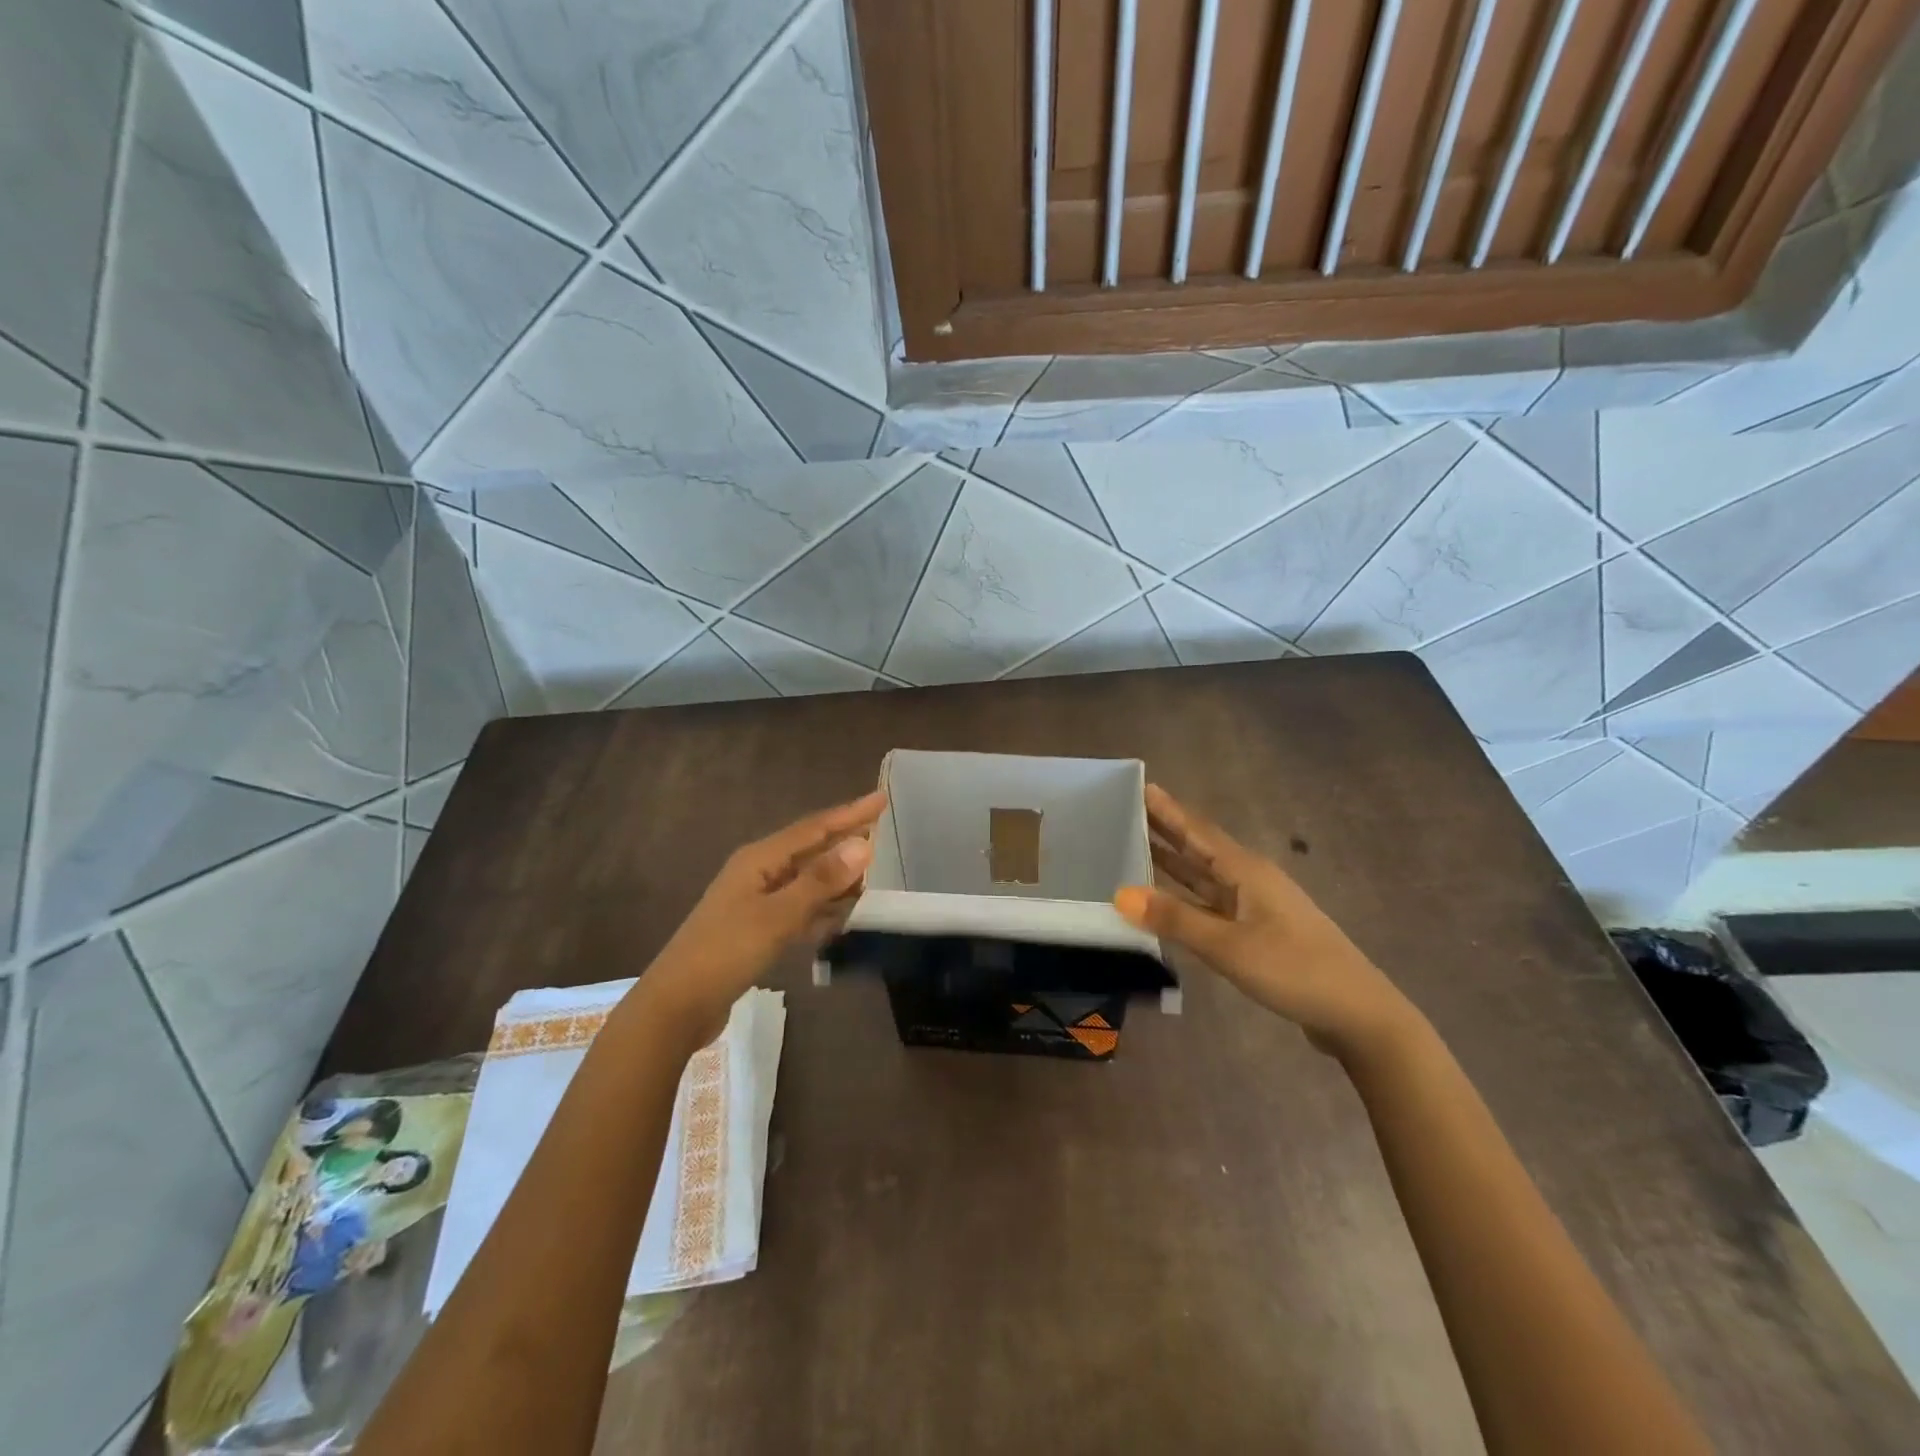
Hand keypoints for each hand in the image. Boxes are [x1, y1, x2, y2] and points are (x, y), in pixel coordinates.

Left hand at [634, 790, 885, 1044]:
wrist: (677, 1005)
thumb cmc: (726, 952)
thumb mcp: (778, 916)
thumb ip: (820, 881)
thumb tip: (863, 845)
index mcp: (760, 859)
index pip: (814, 828)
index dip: (850, 813)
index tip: (882, 798)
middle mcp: (758, 872)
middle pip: (811, 850)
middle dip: (845, 841)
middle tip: (884, 834)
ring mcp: (756, 901)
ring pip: (807, 880)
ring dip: (837, 877)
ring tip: (872, 875)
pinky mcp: (758, 929)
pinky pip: (800, 908)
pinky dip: (823, 908)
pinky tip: (843, 916)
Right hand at [1114, 785, 1417, 1056]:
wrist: (1357, 1014)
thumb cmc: (1293, 970)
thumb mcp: (1229, 945)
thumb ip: (1175, 919)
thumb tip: (1120, 893)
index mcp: (1246, 871)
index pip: (1197, 831)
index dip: (1167, 810)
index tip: (1139, 786)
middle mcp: (1249, 881)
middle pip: (1200, 848)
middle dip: (1165, 830)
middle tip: (1125, 812)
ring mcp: (1255, 907)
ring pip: (1204, 876)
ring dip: (1173, 862)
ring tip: (1135, 846)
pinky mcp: (1257, 932)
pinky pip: (1210, 903)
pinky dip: (1184, 897)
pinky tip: (1165, 900)